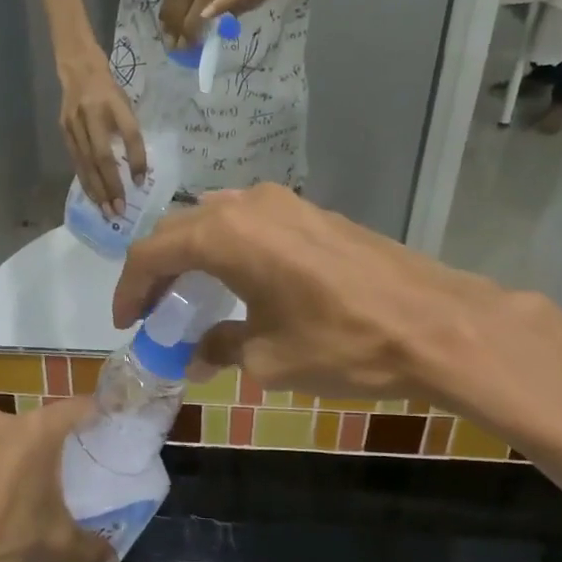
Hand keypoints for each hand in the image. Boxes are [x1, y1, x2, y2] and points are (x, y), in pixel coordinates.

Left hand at [0, 400, 113, 561]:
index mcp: (36, 431)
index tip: (112, 431)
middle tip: (73, 474)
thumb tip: (110, 555)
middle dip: (58, 447)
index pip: (79, 407)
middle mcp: (3, 422)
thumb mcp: (55, 547)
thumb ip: (90, 547)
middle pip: (43, 425)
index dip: (99, 416)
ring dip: (23, 461)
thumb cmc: (0, 541)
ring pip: (10, 441)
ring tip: (33, 495)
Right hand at [60, 52, 146, 212]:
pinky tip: (93, 196)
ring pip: (86, 163)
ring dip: (97, 190)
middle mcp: (92, 113)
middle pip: (103, 156)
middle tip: (119, 210)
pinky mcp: (63, 131)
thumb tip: (137, 170)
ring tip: (107, 210)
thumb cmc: (108, 89)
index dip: (136, 159)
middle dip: (111, 185)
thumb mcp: (125, 103)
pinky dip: (86, 181)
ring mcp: (74, 124)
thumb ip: (129, 132)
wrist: (77, 68)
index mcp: (114, 102)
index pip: (130, 134)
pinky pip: (76, 162)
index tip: (140, 182)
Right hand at [111, 185, 561, 446]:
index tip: (126, 322)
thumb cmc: (341, 342)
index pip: (153, 253)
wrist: (435, 324)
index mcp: (224, 235)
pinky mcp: (311, 212)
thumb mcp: (268, 358)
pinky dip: (227, 249)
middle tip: (152, 312)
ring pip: (214, 221)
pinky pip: (249, 223)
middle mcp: (246, 205)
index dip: (129, 288)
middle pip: (179, 230)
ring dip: (192, 256)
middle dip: (157, 270)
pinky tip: (237, 283)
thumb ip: (220, 347)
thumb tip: (197, 353)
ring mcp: (283, 203)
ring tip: (189, 296)